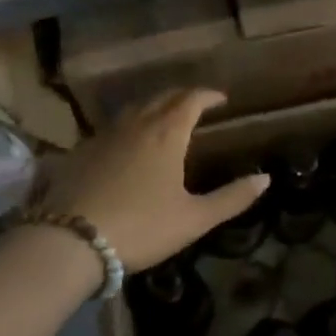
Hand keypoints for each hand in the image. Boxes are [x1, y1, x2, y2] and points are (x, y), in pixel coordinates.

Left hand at [36, 88, 268, 272]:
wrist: (70, 240)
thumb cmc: (141, 227)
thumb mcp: (194, 218)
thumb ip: (232, 198)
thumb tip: (265, 178)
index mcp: (167, 133)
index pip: (191, 99)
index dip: (208, 95)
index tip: (221, 99)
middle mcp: (136, 124)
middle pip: (162, 97)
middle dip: (182, 96)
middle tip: (196, 103)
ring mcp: (105, 135)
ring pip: (134, 109)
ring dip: (154, 106)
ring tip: (164, 117)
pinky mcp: (82, 151)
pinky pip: (112, 127)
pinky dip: (129, 125)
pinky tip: (127, 144)